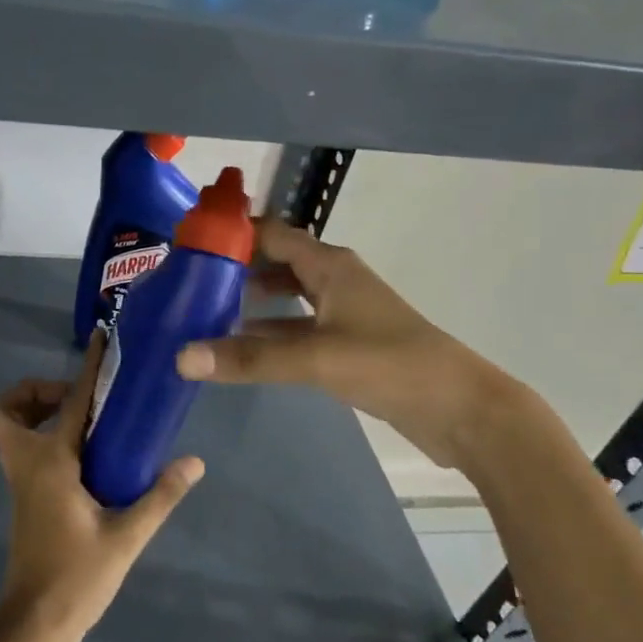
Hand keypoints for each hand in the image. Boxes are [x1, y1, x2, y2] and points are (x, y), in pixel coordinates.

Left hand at [0, 337, 204, 641]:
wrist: (35, 624)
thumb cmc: (77, 577)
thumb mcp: (126, 537)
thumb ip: (160, 495)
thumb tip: (193, 460)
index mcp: (51, 462)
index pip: (72, 401)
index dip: (88, 366)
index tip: (99, 338)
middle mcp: (28, 463)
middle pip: (8, 410)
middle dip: (35, 392)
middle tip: (79, 398)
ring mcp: (20, 482)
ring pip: (10, 430)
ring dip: (35, 413)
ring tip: (83, 420)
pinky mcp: (24, 498)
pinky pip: (23, 449)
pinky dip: (42, 436)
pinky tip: (83, 456)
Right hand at [174, 218, 528, 472]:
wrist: (461, 410)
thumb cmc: (390, 364)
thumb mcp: (315, 358)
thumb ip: (250, 358)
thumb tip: (181, 357)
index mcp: (330, 265)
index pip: (273, 233)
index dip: (234, 232)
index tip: (189, 240)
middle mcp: (334, 280)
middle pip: (276, 262)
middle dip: (235, 267)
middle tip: (187, 279)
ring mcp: (341, 313)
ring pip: (285, 297)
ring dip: (250, 301)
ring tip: (203, 311)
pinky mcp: (345, 345)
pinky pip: (296, 328)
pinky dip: (268, 332)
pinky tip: (239, 348)